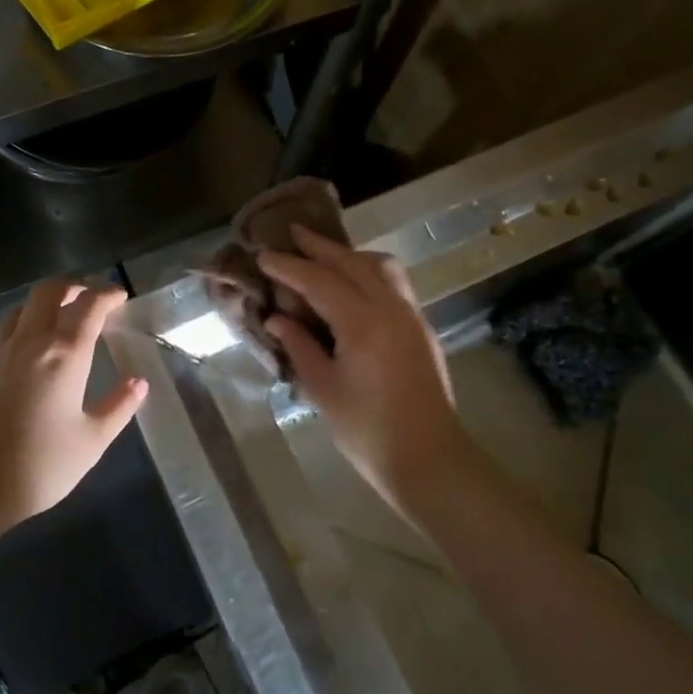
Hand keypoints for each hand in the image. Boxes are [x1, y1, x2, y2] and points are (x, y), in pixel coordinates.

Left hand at [0, 279, 147, 527]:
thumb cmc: (40, 465)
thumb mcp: (92, 441)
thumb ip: (118, 407)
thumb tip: (139, 382)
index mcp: (65, 354)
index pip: (90, 305)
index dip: (107, 294)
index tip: (118, 297)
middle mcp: (29, 341)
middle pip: (48, 291)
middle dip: (70, 286)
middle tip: (85, 297)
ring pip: (17, 311)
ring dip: (38, 309)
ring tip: (51, 324)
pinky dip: (4, 334)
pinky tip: (8, 350)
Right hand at [259, 225, 463, 506]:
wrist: (428, 459)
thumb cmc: (367, 431)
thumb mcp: (323, 389)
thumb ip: (299, 346)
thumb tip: (277, 319)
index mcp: (363, 323)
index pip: (319, 280)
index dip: (288, 267)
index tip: (263, 256)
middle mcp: (391, 308)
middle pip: (351, 262)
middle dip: (319, 247)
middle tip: (291, 234)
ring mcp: (411, 315)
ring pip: (380, 266)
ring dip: (349, 254)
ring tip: (323, 255)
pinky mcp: (420, 328)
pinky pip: (394, 283)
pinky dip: (368, 271)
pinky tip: (352, 284)